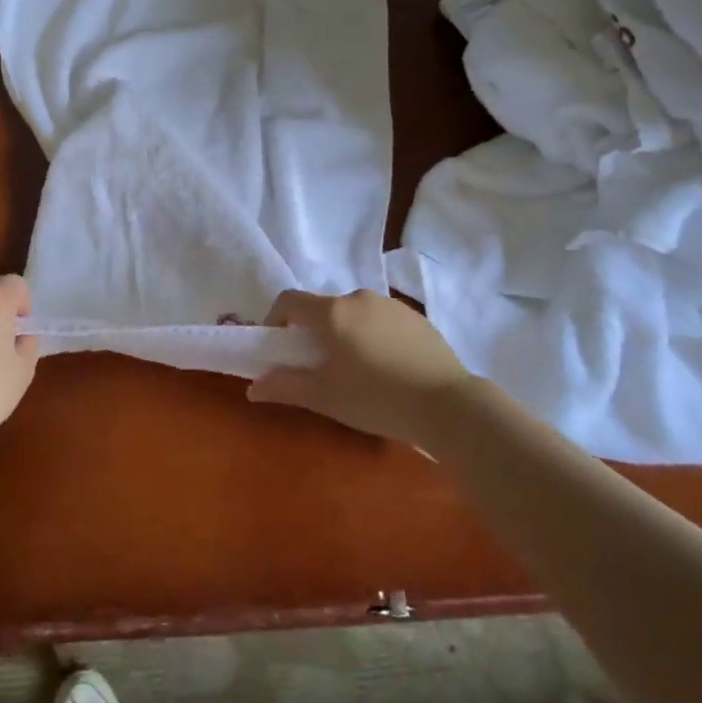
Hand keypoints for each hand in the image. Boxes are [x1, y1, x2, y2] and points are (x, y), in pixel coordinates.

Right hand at [248, 289, 476, 450]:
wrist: (449, 405)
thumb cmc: (376, 398)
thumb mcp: (324, 397)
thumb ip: (285, 387)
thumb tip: (253, 387)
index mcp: (332, 312)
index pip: (289, 300)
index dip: (276, 319)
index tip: (280, 347)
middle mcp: (359, 298)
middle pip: (323, 308)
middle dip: (313, 332)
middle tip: (319, 366)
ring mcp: (392, 305)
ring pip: (354, 313)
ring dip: (345, 333)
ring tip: (356, 370)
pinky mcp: (417, 318)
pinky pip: (381, 321)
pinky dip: (373, 336)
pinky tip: (387, 369)